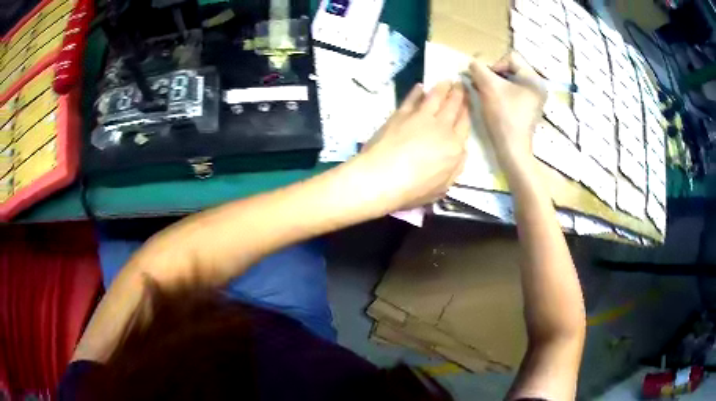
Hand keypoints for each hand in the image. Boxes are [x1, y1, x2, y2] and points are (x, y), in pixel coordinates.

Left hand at [355, 81, 469, 211]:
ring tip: (447, 80)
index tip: (469, 102)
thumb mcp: (443, 186)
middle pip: (453, 106)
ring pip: (436, 97)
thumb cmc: (414, 189)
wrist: (382, 177)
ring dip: (443, 87)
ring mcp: (421, 117)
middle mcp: (442, 127)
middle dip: (459, 94)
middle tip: (461, 83)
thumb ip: (456, 167)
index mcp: (455, 146)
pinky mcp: (401, 114)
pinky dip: (418, 91)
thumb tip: (461, 151)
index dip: (468, 111)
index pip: (465, 123)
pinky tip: (421, 86)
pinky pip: (412, 98)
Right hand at [469, 52, 546, 168]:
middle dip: (494, 75)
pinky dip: (502, 94)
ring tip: (486, 94)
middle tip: (482, 86)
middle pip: (511, 68)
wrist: (512, 148)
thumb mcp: (489, 87)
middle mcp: (538, 86)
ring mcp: (535, 98)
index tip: (486, 80)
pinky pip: (514, 92)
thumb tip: (472, 63)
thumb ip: (478, 69)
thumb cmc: (504, 115)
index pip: (510, 57)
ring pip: (511, 81)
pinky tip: (493, 102)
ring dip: (496, 84)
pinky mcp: (529, 108)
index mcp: (534, 78)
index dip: (494, 64)